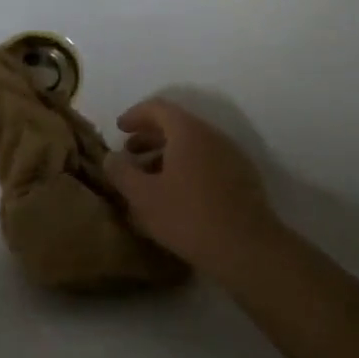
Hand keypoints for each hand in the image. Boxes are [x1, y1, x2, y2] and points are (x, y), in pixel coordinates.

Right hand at [105, 98, 282, 270]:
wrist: (247, 248)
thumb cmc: (188, 216)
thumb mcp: (143, 196)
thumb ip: (122, 172)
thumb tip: (111, 157)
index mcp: (188, 132)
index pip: (158, 108)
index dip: (135, 115)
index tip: (119, 129)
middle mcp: (213, 136)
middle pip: (177, 125)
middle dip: (149, 137)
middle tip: (129, 154)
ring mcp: (232, 157)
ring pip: (194, 145)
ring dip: (168, 155)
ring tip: (149, 177)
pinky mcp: (243, 179)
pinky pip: (208, 162)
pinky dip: (187, 168)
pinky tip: (176, 194)